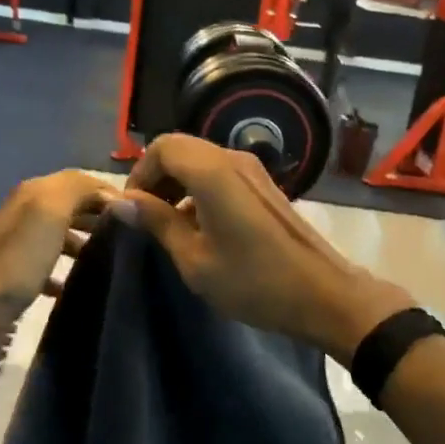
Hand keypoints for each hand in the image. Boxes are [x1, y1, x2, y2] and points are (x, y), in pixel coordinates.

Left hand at [0, 170, 120, 358]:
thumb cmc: (18, 257)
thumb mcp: (50, 210)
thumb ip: (79, 190)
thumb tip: (112, 194)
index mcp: (37, 191)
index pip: (83, 180)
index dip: (111, 192)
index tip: (141, 213)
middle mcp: (29, 210)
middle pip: (74, 205)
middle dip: (102, 216)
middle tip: (134, 237)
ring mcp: (23, 243)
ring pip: (64, 234)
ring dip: (88, 242)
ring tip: (112, 259)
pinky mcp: (19, 273)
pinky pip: (51, 266)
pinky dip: (68, 271)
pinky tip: (80, 285)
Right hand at [121, 135, 411, 358]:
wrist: (324, 295)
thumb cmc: (254, 282)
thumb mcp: (195, 260)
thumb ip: (158, 223)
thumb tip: (120, 202)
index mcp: (212, 172)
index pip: (162, 148)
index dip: (139, 175)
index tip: (132, 210)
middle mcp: (233, 159)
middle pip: (180, 149)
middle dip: (156, 177)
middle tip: (146, 217)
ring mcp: (252, 170)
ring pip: (200, 160)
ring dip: (177, 183)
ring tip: (169, 225)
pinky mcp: (264, 184)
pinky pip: (219, 172)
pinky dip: (199, 188)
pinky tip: (199, 226)